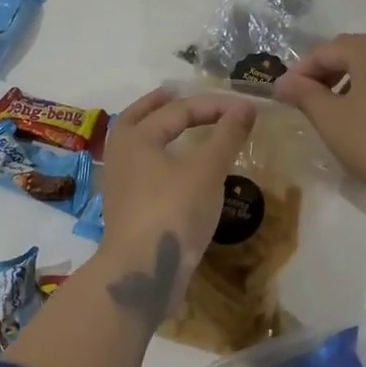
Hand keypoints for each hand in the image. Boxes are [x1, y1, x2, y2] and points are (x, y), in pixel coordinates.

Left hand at [97, 88, 258, 322]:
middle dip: (159, 105)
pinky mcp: (126, 208)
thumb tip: (245, 106)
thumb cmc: (173, 211)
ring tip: (176, 128)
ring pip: (136, 144)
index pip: (178, 110)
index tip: (245, 109)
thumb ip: (226, 135)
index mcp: (136, 136)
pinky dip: (158, 156)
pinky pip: (141, 168)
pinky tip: (176, 167)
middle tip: (176, 94)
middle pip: (138, 118)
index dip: (214, 106)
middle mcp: (121, 154)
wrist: (142, 272)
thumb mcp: (207, 170)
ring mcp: (120, 183)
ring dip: (155, 130)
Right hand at [273, 34, 365, 221]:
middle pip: (353, 53)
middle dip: (326, 75)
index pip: (325, 51)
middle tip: (308, 103)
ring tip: (337, 115)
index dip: (300, 72)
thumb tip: (282, 81)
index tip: (283, 96)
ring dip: (351, 84)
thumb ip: (304, 95)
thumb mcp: (332, 121)